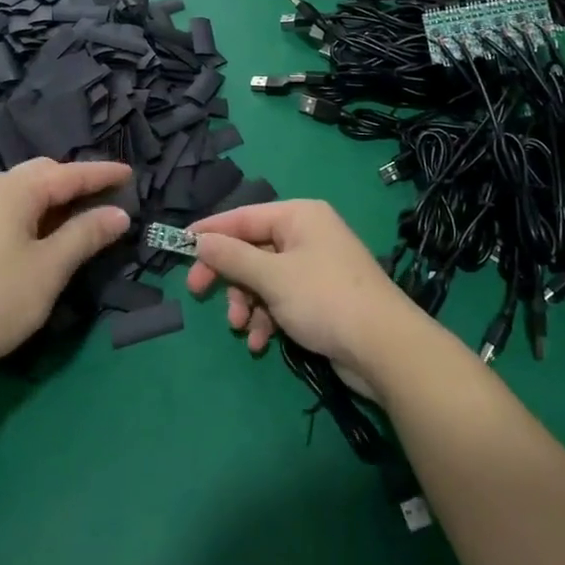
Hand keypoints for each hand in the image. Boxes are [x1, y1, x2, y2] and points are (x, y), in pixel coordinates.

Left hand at [0, 158, 131, 376]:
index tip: (131, 173)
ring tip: (83, 215)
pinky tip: (47, 235)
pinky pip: (13, 209)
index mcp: (16, 189)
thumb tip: (119, 213)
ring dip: (57, 198)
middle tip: (108, 196)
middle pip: (45, 173)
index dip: (102, 174)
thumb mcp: (50, 267)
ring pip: (26, 191)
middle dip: (77, 181)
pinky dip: (38, 213)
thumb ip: (86, 234)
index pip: (70, 173)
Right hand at [184, 199, 423, 383]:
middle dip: (229, 276)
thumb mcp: (272, 277)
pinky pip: (282, 299)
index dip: (211, 231)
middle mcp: (307, 234)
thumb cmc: (324, 299)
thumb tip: (200, 241)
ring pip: (264, 278)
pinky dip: (268, 318)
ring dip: (248, 303)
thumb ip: (232, 258)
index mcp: (298, 216)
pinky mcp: (321, 297)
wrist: (385, 348)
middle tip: (199, 294)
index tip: (180, 246)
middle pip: (252, 249)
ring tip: (242, 328)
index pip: (243, 216)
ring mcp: (315, 267)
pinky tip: (262, 342)